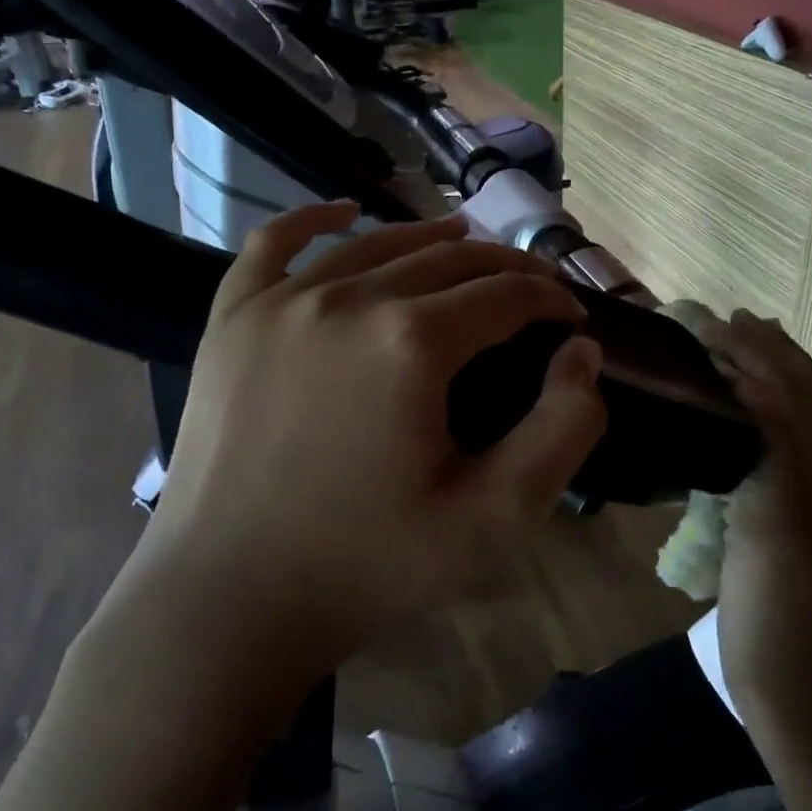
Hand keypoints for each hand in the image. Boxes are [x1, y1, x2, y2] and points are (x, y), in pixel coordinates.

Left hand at [102, 202, 607, 678]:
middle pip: (448, 261)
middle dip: (505, 269)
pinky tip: (344, 212)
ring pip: (375, 244)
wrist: (229, 598)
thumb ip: (562, 429)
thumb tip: (581, 352)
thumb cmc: (368, 566)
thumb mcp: (495, 518)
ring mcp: (280, 302)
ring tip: (466, 245)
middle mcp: (347, 299)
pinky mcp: (232, 318)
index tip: (571, 318)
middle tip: (533, 289)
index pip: (506, 295)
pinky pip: (273, 243)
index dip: (551, 299)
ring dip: (431, 239)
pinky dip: (314, 219)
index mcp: (413, 342)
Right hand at [698, 312, 811, 734]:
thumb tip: (753, 397)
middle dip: (772, 352)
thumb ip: (772, 463)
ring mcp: (810, 504)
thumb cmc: (775, 620)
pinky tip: (737, 417)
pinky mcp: (788, 524)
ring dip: (773, 375)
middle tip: (730, 321)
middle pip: (808, 399)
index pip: (793, 396)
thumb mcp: (772, 538)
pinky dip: (762, 414)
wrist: (796, 694)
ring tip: (739, 349)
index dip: (759, 355)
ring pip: (801, 421)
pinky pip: (781, 449)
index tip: (717, 323)